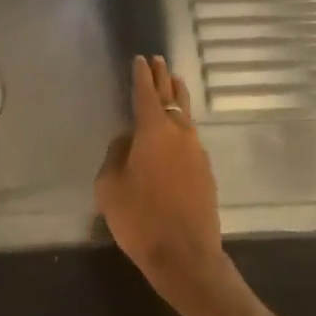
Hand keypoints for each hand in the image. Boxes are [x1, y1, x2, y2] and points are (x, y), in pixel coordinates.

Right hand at [95, 55, 226, 304]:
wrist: (186, 256)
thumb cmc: (140, 218)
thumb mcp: (109, 186)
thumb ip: (116, 155)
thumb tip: (128, 141)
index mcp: (153, 131)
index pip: (146, 93)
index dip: (142, 75)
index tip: (140, 59)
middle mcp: (179, 133)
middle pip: (171, 97)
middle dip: (163, 78)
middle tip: (158, 61)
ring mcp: (197, 152)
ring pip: (185, 116)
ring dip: (176, 98)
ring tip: (173, 84)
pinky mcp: (206, 172)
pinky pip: (190, 138)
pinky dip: (181, 126)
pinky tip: (176, 131)